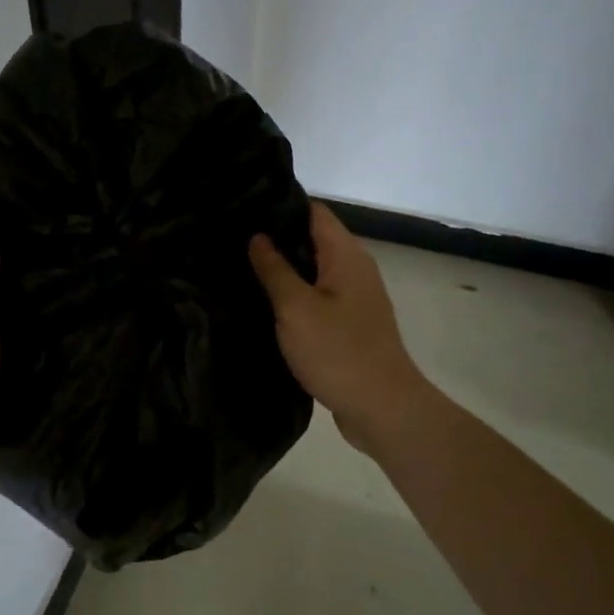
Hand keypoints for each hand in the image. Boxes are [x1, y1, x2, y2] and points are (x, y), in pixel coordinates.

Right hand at [249, 202, 431, 453]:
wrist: (381, 407)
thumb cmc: (337, 351)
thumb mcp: (295, 307)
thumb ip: (274, 269)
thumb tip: (258, 236)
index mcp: (346, 255)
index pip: (313, 212)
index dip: (280, 207)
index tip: (243, 209)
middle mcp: (355, 269)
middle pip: (313, 239)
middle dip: (277, 239)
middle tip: (232, 241)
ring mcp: (356, 298)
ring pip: (314, 271)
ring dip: (284, 270)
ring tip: (242, 269)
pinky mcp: (351, 325)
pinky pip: (318, 298)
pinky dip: (295, 296)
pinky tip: (267, 305)